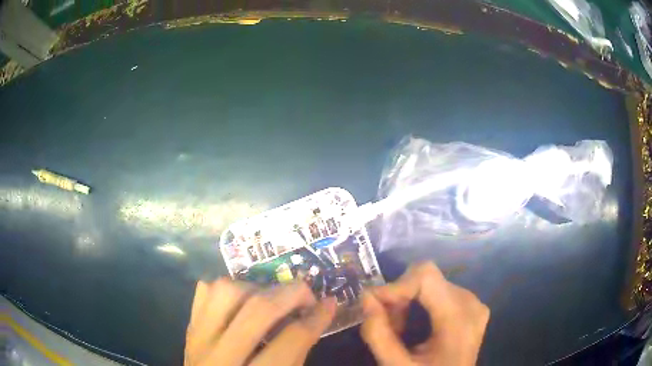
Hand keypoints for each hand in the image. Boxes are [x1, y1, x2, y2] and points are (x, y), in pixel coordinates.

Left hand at [185, 279, 336, 365]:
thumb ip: (298, 352)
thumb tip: (320, 313)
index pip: (290, 341)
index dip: (315, 319)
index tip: (329, 304)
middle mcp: (220, 358)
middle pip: (257, 311)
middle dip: (290, 295)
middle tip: (306, 295)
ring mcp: (198, 340)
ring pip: (225, 292)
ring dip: (255, 287)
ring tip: (271, 297)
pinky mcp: (189, 328)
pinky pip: (204, 292)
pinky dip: (226, 288)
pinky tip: (241, 299)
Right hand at [361, 262, 489, 365]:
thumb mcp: (396, 365)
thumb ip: (377, 334)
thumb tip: (365, 296)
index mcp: (459, 317)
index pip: (426, 276)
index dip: (395, 286)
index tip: (373, 306)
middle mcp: (471, 302)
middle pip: (427, 278)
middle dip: (399, 297)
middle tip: (387, 325)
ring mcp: (473, 303)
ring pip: (431, 283)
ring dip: (407, 302)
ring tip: (399, 330)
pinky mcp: (470, 306)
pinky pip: (439, 291)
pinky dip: (418, 304)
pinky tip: (413, 326)